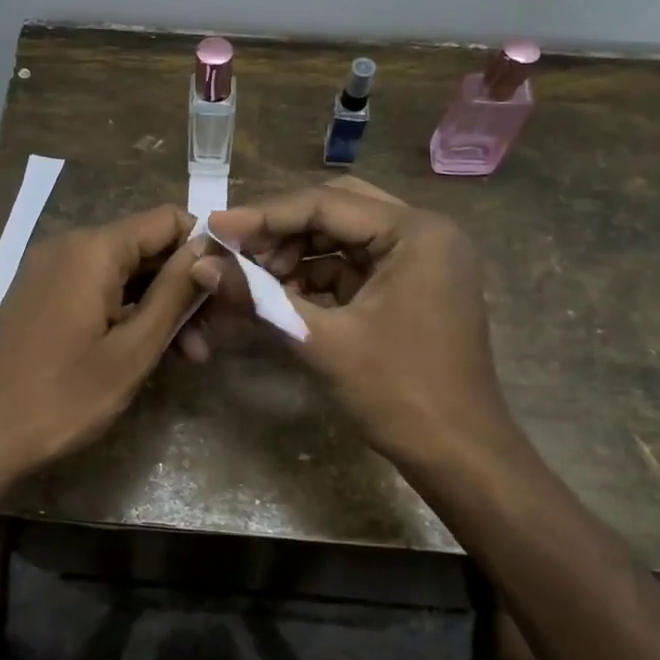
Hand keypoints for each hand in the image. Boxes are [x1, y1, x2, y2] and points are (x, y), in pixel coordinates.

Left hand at [0, 204, 205, 481]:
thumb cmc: (65, 396)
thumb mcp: (133, 349)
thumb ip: (174, 293)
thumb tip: (209, 249)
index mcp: (93, 249)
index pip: (167, 220)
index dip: (203, 248)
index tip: (226, 290)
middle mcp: (69, 245)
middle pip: (145, 247)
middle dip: (183, 286)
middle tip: (212, 337)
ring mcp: (50, 270)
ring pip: (123, 272)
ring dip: (159, 305)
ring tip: (189, 355)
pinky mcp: (41, 295)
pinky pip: (96, 288)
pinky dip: (127, 312)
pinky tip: (148, 350)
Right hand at [194, 178, 525, 469]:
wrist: (459, 455)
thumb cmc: (399, 394)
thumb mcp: (323, 341)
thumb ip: (259, 297)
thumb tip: (200, 265)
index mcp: (416, 232)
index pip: (326, 204)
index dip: (264, 216)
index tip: (214, 228)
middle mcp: (425, 233)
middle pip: (337, 210)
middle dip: (281, 230)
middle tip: (234, 249)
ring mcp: (422, 260)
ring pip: (344, 237)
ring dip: (297, 253)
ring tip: (253, 277)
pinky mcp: (412, 287)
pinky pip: (355, 266)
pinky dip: (317, 277)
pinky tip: (282, 295)